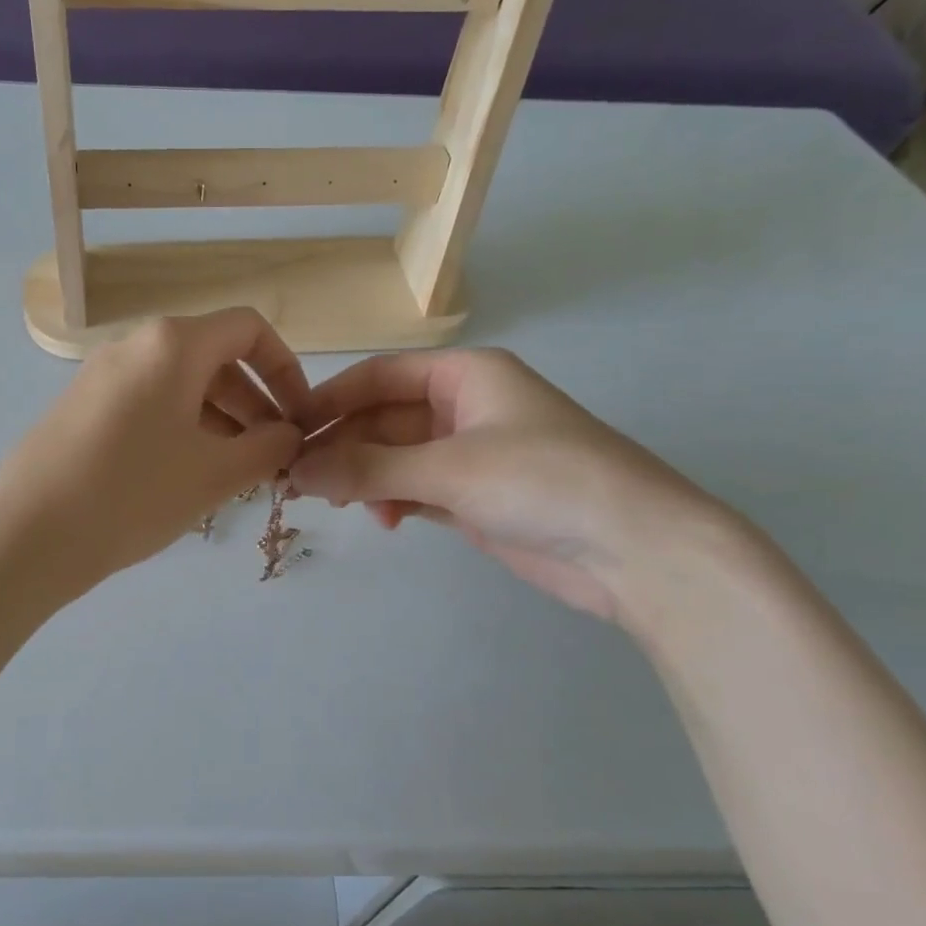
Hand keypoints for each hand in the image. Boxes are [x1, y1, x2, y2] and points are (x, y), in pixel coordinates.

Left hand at [0, 309, 310, 593]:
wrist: (28, 535)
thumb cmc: (133, 494)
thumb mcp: (215, 473)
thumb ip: (267, 447)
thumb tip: (289, 435)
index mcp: (172, 344)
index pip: (248, 329)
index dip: (285, 369)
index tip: (297, 418)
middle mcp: (135, 345)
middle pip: (214, 358)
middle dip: (253, 403)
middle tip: (268, 456)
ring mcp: (102, 375)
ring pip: (179, 385)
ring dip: (219, 420)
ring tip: (233, 473)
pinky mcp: (80, 406)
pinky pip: (147, 404)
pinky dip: (180, 428)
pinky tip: (185, 476)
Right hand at [289, 349, 731, 624]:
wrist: (637, 550)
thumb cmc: (543, 482)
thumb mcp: (448, 468)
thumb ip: (368, 469)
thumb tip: (297, 470)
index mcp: (466, 375)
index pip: (380, 376)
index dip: (332, 399)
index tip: (289, 430)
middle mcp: (465, 407)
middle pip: (384, 418)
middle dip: (346, 447)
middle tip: (305, 482)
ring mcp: (471, 454)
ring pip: (396, 456)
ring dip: (366, 477)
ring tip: (344, 505)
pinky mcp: (476, 497)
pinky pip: (416, 488)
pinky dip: (393, 500)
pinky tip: (385, 520)